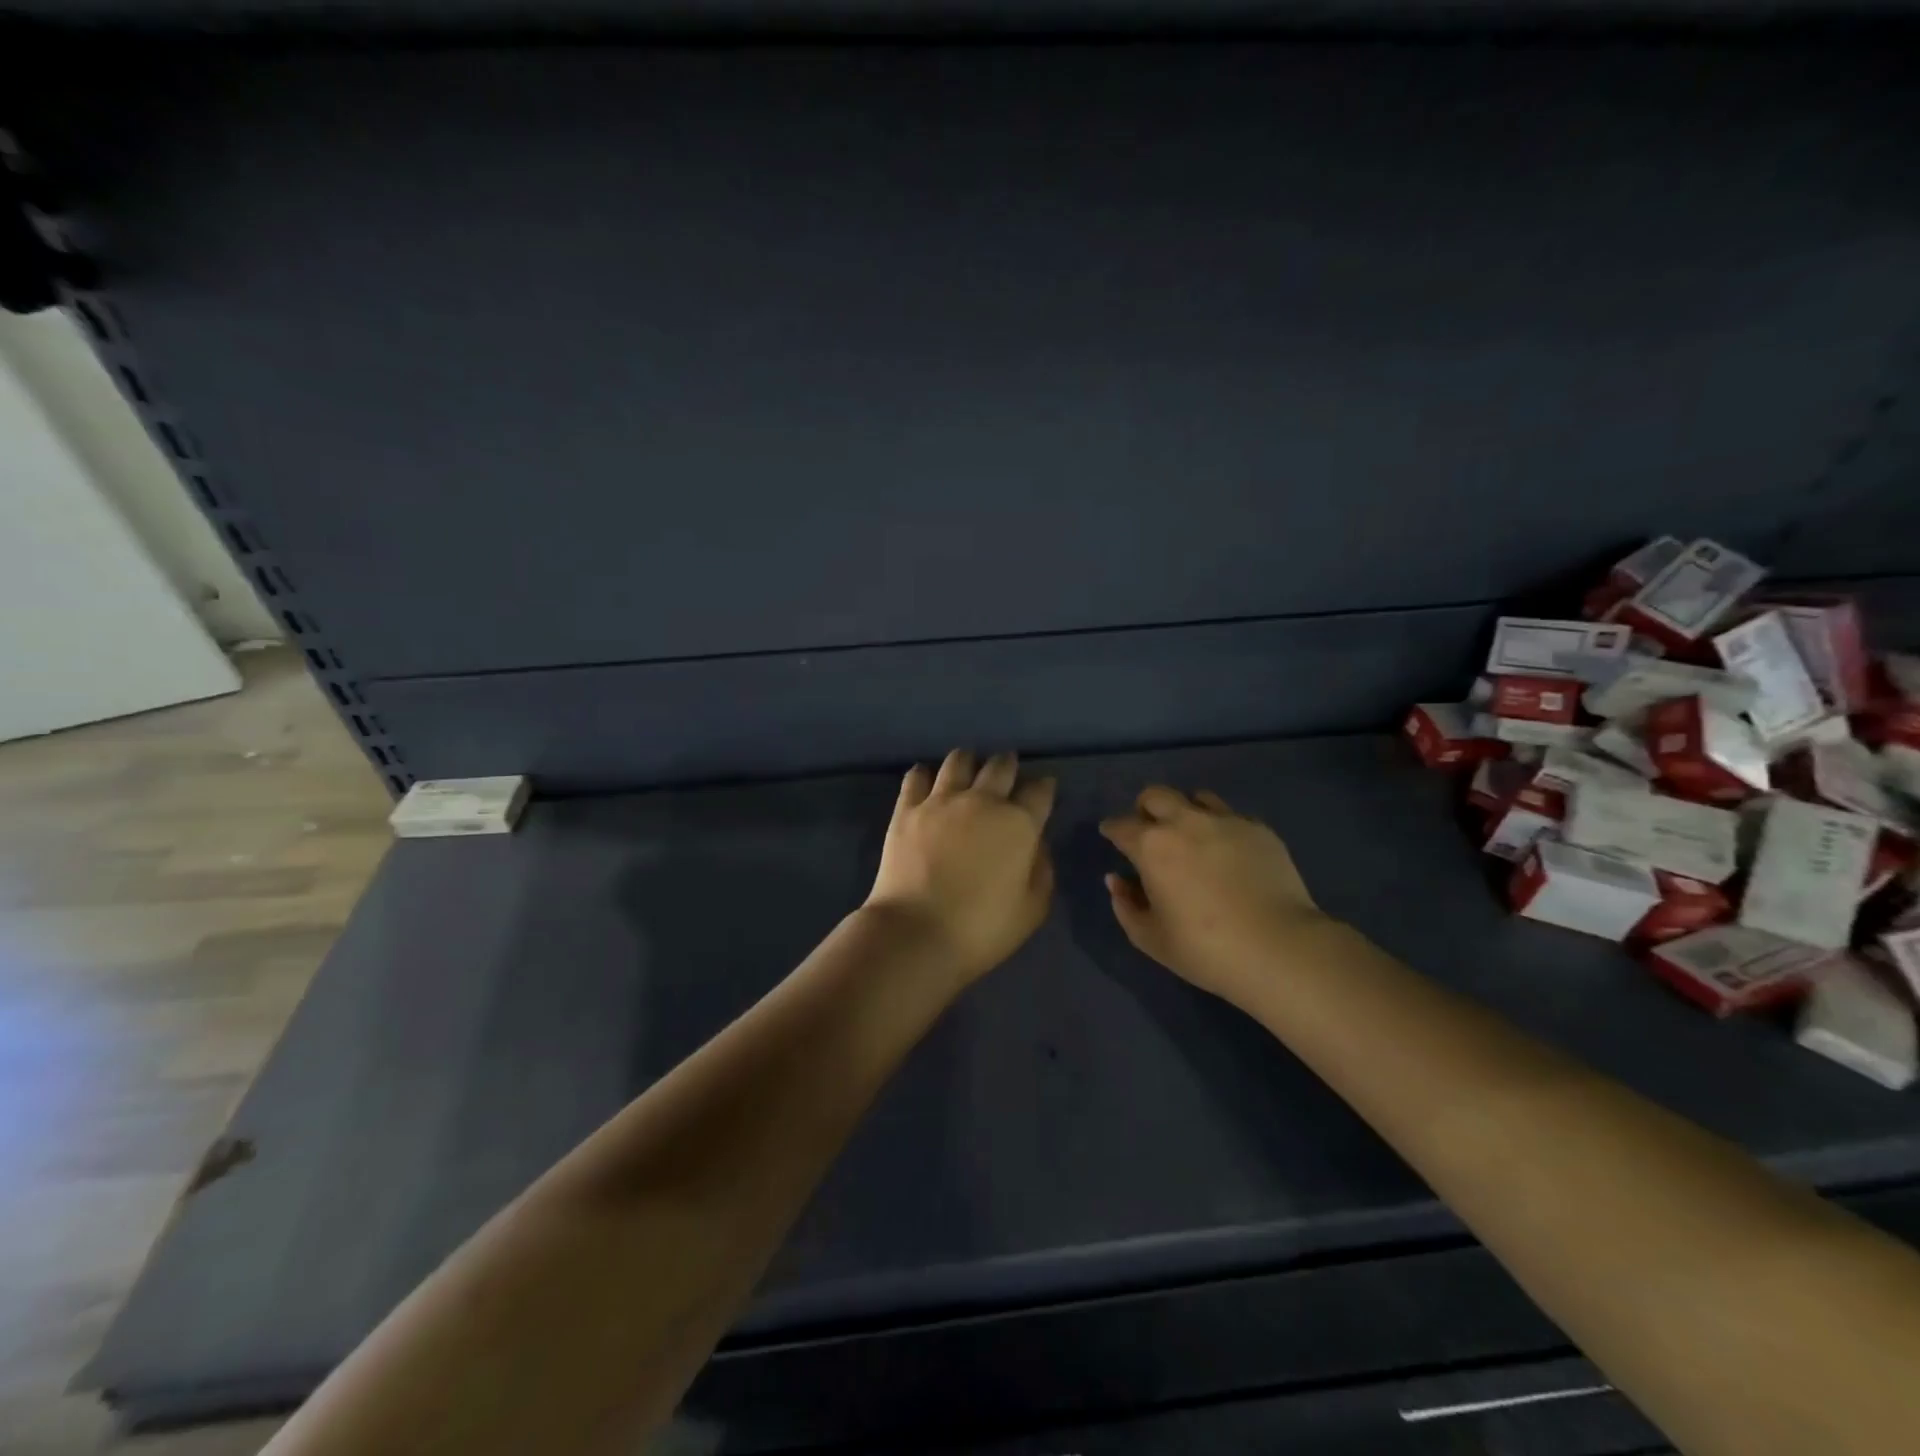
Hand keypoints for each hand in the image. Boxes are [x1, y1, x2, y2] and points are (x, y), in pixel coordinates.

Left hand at [864, 749, 1057, 984]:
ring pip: (959, 761)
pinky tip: (927, 779)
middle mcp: (982, 801)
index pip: (1039, 791)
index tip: (1043, 788)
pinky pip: (916, 777)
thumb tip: (1037, 843)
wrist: (917, 932)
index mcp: (1019, 823)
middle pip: (1001, 765)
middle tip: (1008, 771)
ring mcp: (941, 801)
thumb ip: (1041, 870)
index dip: (1044, 787)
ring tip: (969, 768)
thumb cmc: (982, 928)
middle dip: (1008, 765)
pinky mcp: (907, 809)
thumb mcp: (1032, 909)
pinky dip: (924, 774)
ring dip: (969, 761)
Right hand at [1100, 786, 1328, 1004]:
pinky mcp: (1259, 829)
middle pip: (1155, 796)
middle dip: (1144, 809)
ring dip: (1185, 812)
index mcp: (1152, 847)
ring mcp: (1226, 821)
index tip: (1112, 837)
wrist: (1280, 949)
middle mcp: (1185, 822)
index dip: (1112, 830)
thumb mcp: (1151, 939)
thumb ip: (1126, 905)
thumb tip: (1117, 880)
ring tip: (1192, 837)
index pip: (1120, 825)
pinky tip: (1228, 853)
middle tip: (1149, 831)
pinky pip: (1231, 816)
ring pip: (1196, 798)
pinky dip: (1221, 828)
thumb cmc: (1206, 950)